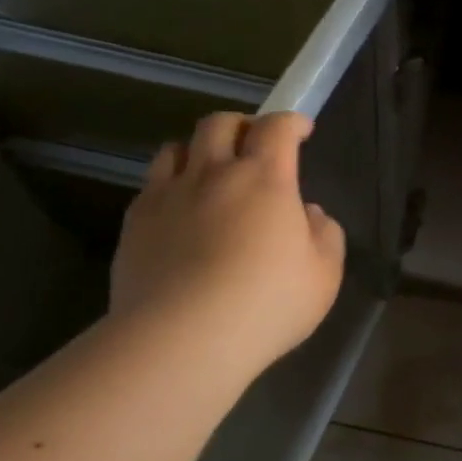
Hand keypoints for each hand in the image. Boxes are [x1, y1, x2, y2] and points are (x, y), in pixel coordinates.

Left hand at [110, 111, 345, 372]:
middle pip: (221, 123)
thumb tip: (308, 214)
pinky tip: (179, 212)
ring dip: (199, 150)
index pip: (277, 127)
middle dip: (242, 125)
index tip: (301, 130)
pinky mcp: (135, 222)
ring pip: (178, 147)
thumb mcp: (324, 276)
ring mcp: (169, 195)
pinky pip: (151, 185)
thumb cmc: (266, 304)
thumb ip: (325, 235)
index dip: (292, 121)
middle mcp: (214, 173)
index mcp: (265, 178)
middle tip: (254, 145)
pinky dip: (170, 185)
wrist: (181, 338)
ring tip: (210, 172)